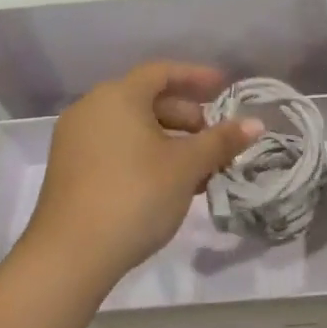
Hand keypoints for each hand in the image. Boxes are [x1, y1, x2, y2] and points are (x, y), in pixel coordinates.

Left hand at [26, 61, 262, 284]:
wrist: (71, 254)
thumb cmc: (136, 195)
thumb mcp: (186, 166)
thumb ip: (221, 141)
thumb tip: (256, 123)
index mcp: (117, 97)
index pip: (162, 72)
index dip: (196, 77)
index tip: (225, 87)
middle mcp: (91, 110)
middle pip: (146, 99)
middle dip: (187, 115)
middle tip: (216, 137)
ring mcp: (76, 141)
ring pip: (133, 127)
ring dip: (170, 140)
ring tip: (201, 167)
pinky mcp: (71, 170)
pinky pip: (117, 147)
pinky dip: (146, 155)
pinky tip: (171, 183)